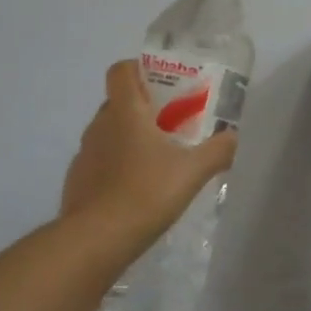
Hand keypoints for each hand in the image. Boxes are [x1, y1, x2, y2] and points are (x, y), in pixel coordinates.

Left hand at [62, 60, 237, 253]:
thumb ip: (217, 151)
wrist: (95, 241)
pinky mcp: (77, 181)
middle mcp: (100, 125)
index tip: (161, 83)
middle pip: (118, 102)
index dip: (138, 69)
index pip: (121, 70)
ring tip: (156, 161)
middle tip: (171, 125)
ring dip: (129, 138)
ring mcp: (84, 153)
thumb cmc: (145, 193)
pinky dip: (115, 167)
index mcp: (125, 112)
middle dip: (143, 108)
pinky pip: (99, 161)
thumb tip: (233, 137)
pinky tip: (135, 190)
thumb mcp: (192, 172)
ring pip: (108, 133)